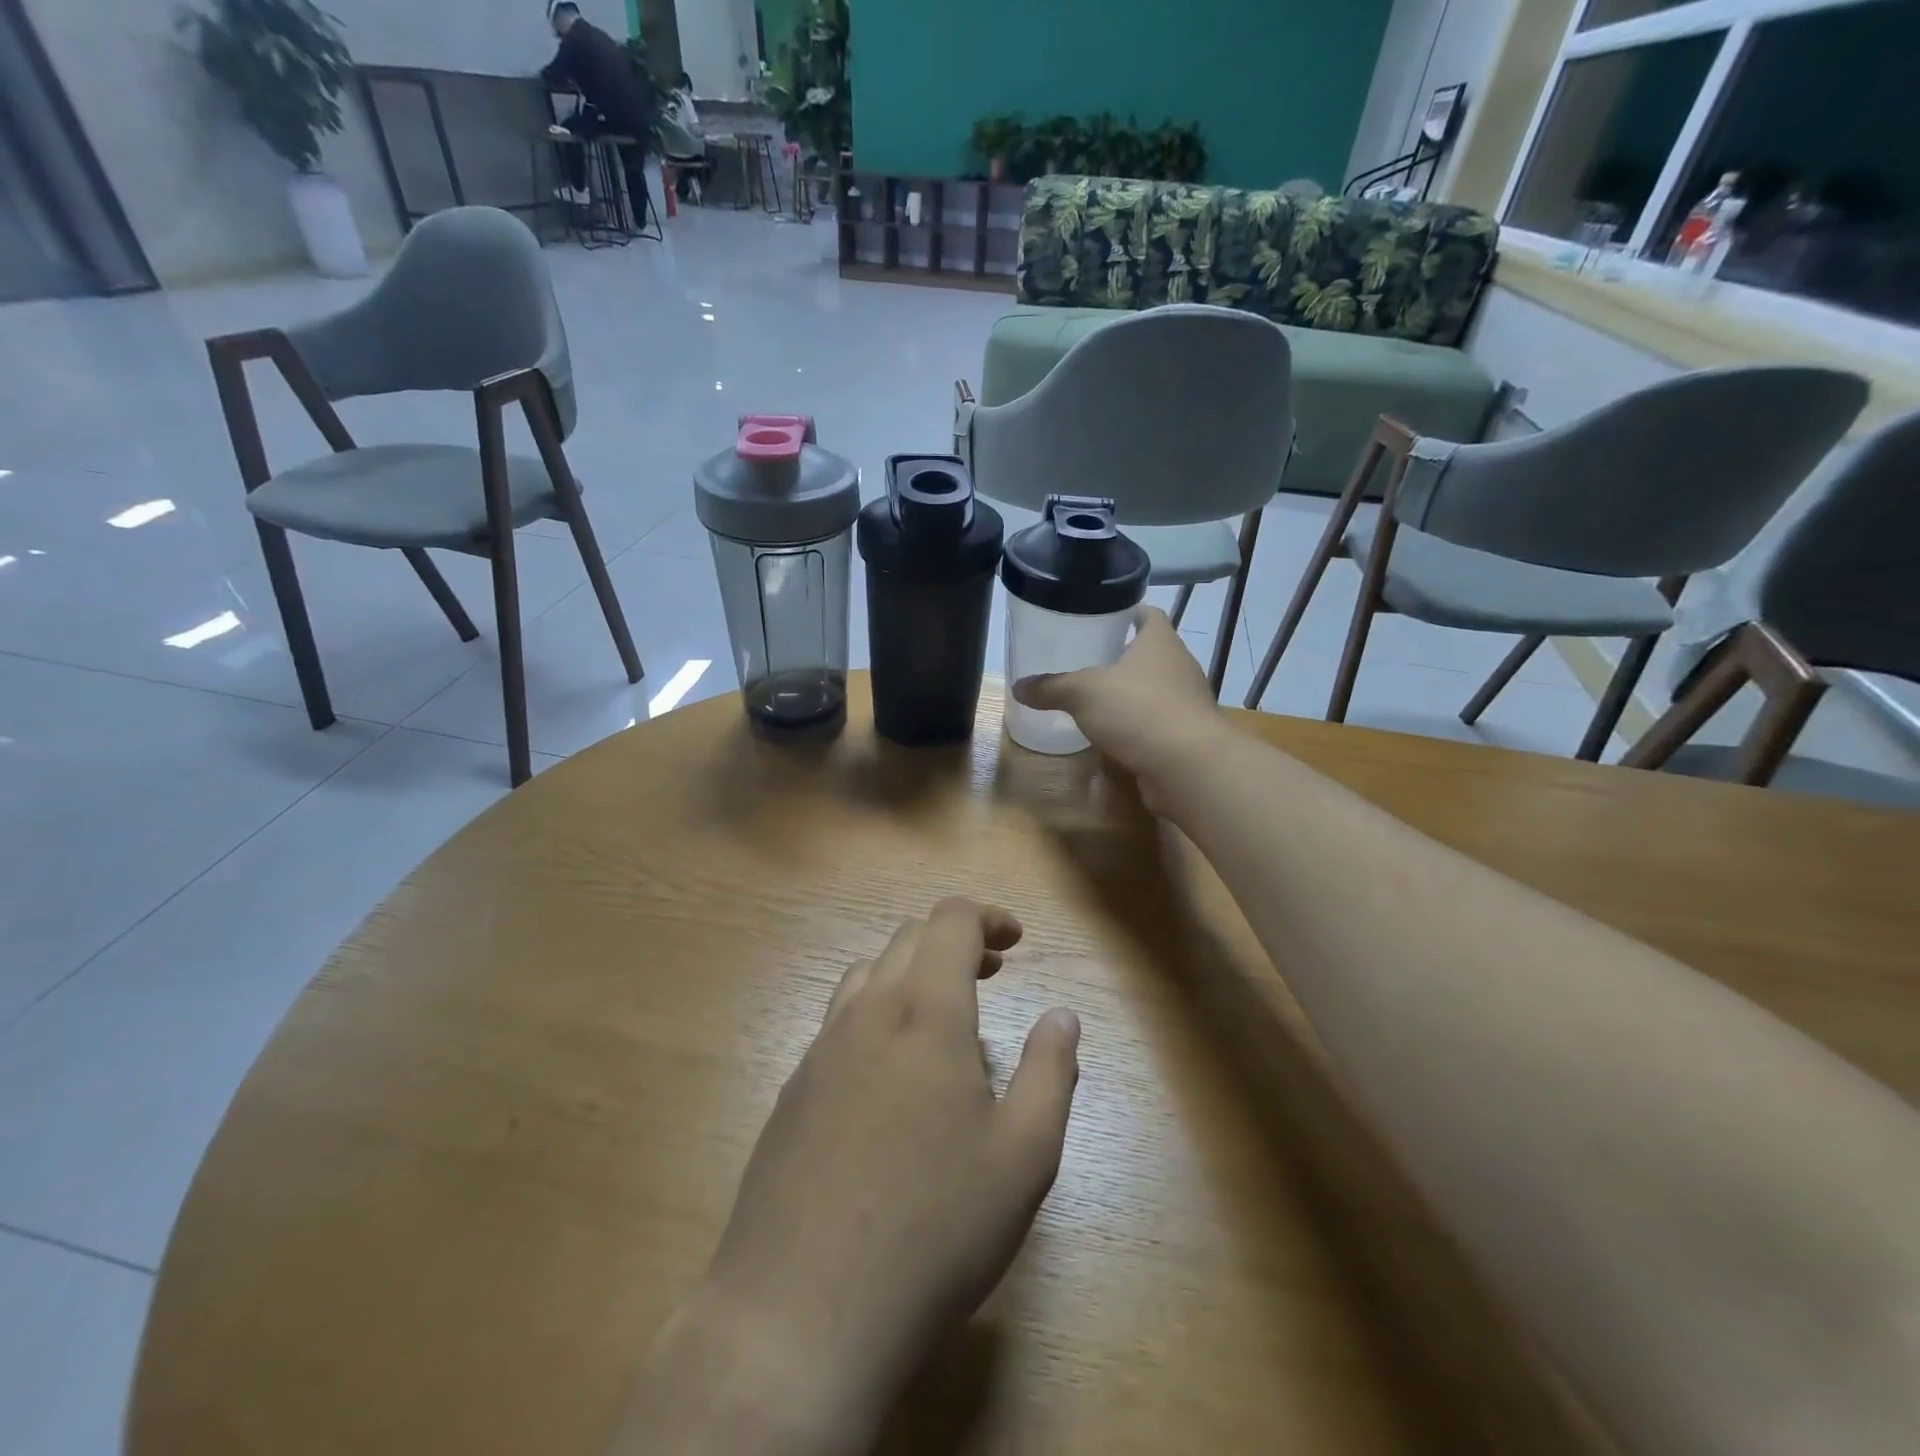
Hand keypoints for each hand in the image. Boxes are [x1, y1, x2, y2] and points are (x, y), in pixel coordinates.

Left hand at [636, 900, 1081, 1452]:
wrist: (799, 1312)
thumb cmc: (933, 1228)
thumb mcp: (1023, 1156)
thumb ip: (1051, 1072)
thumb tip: (1063, 1017)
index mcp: (925, 1012)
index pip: (951, 921)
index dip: (988, 917)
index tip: (1016, 941)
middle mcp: (867, 1012)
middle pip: (908, 938)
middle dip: (955, 941)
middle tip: (992, 974)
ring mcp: (820, 1049)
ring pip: (868, 974)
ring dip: (912, 972)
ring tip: (944, 1016)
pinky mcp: (793, 1088)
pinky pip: (839, 1020)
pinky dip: (877, 1012)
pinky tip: (892, 1074)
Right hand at [1012, 607, 1228, 797]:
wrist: (1188, 765)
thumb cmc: (1138, 710)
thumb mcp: (1083, 693)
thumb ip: (1052, 687)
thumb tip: (1018, 687)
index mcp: (1160, 642)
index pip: (1148, 614)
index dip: (1127, 612)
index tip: (1103, 616)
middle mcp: (1179, 666)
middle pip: (1151, 653)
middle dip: (1123, 656)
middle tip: (1088, 659)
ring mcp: (1186, 702)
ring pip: (1154, 689)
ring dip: (1131, 693)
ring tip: (1096, 698)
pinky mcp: (1186, 735)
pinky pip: (1157, 722)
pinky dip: (1137, 725)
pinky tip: (1113, 735)